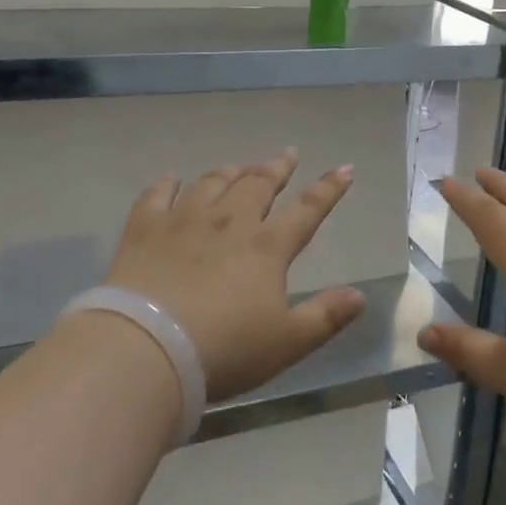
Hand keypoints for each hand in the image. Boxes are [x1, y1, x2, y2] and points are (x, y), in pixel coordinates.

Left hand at [105, 150, 365, 401]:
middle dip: (277, 168)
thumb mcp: (286, 343)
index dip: (329, 189)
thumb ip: (325, 317)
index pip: (307, 210)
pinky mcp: (145, 229)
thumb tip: (360, 296)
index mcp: (267, 247)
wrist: (147, 350)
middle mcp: (229, 222)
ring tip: (239, 166)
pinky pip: (157, 195)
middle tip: (287, 154)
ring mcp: (184, 221)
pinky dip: (167, 183)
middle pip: (258, 184)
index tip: (344, 169)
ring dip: (230, 172)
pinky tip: (171, 178)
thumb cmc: (224, 350)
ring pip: (212, 183)